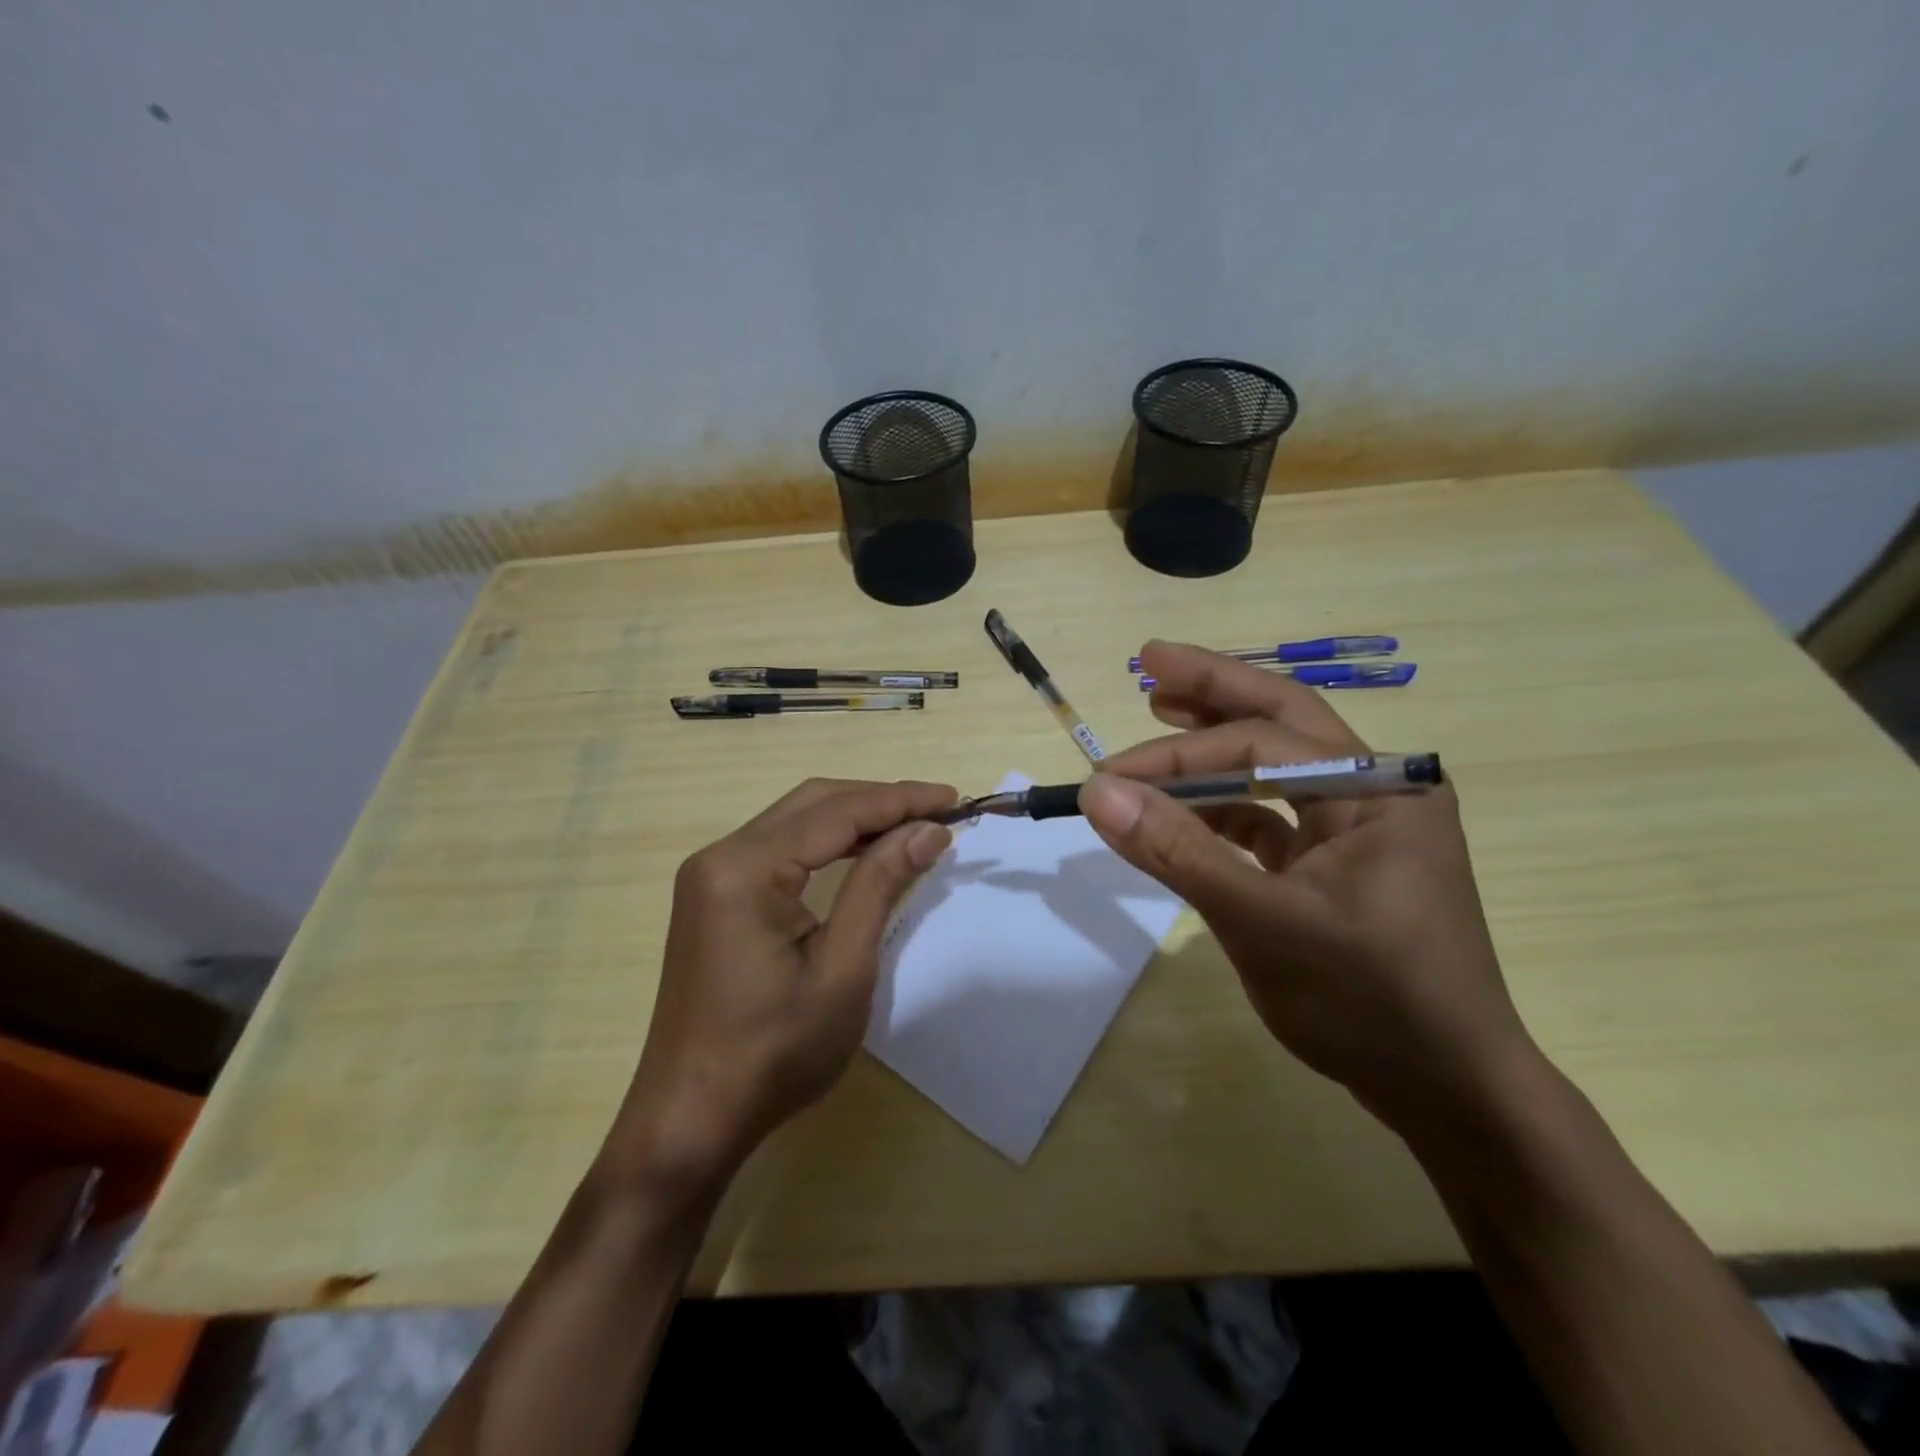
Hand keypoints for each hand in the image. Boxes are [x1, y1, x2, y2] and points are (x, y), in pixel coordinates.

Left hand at [607, 778, 955, 1192]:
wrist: (692, 1117)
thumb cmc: (775, 1052)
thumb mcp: (842, 968)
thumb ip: (881, 885)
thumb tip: (928, 830)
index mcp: (745, 868)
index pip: (836, 812)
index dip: (900, 800)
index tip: (954, 799)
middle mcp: (720, 855)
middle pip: (813, 803)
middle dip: (879, 801)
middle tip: (938, 811)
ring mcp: (711, 875)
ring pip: (795, 821)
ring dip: (855, 817)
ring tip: (912, 826)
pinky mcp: (713, 896)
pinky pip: (779, 848)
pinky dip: (827, 843)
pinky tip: (862, 852)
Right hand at [1079, 642, 1541, 1135]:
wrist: (1449, 1093)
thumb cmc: (1369, 1003)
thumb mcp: (1264, 923)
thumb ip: (1178, 851)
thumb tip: (1096, 792)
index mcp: (1379, 788)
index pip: (1260, 744)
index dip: (1178, 753)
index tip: (1108, 777)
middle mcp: (1376, 790)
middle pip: (1282, 720)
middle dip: (1214, 689)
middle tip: (1150, 660)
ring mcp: (1358, 828)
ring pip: (1276, 764)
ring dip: (1216, 746)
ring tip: (1161, 713)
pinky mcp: (1337, 864)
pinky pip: (1273, 815)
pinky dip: (1225, 806)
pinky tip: (1185, 806)